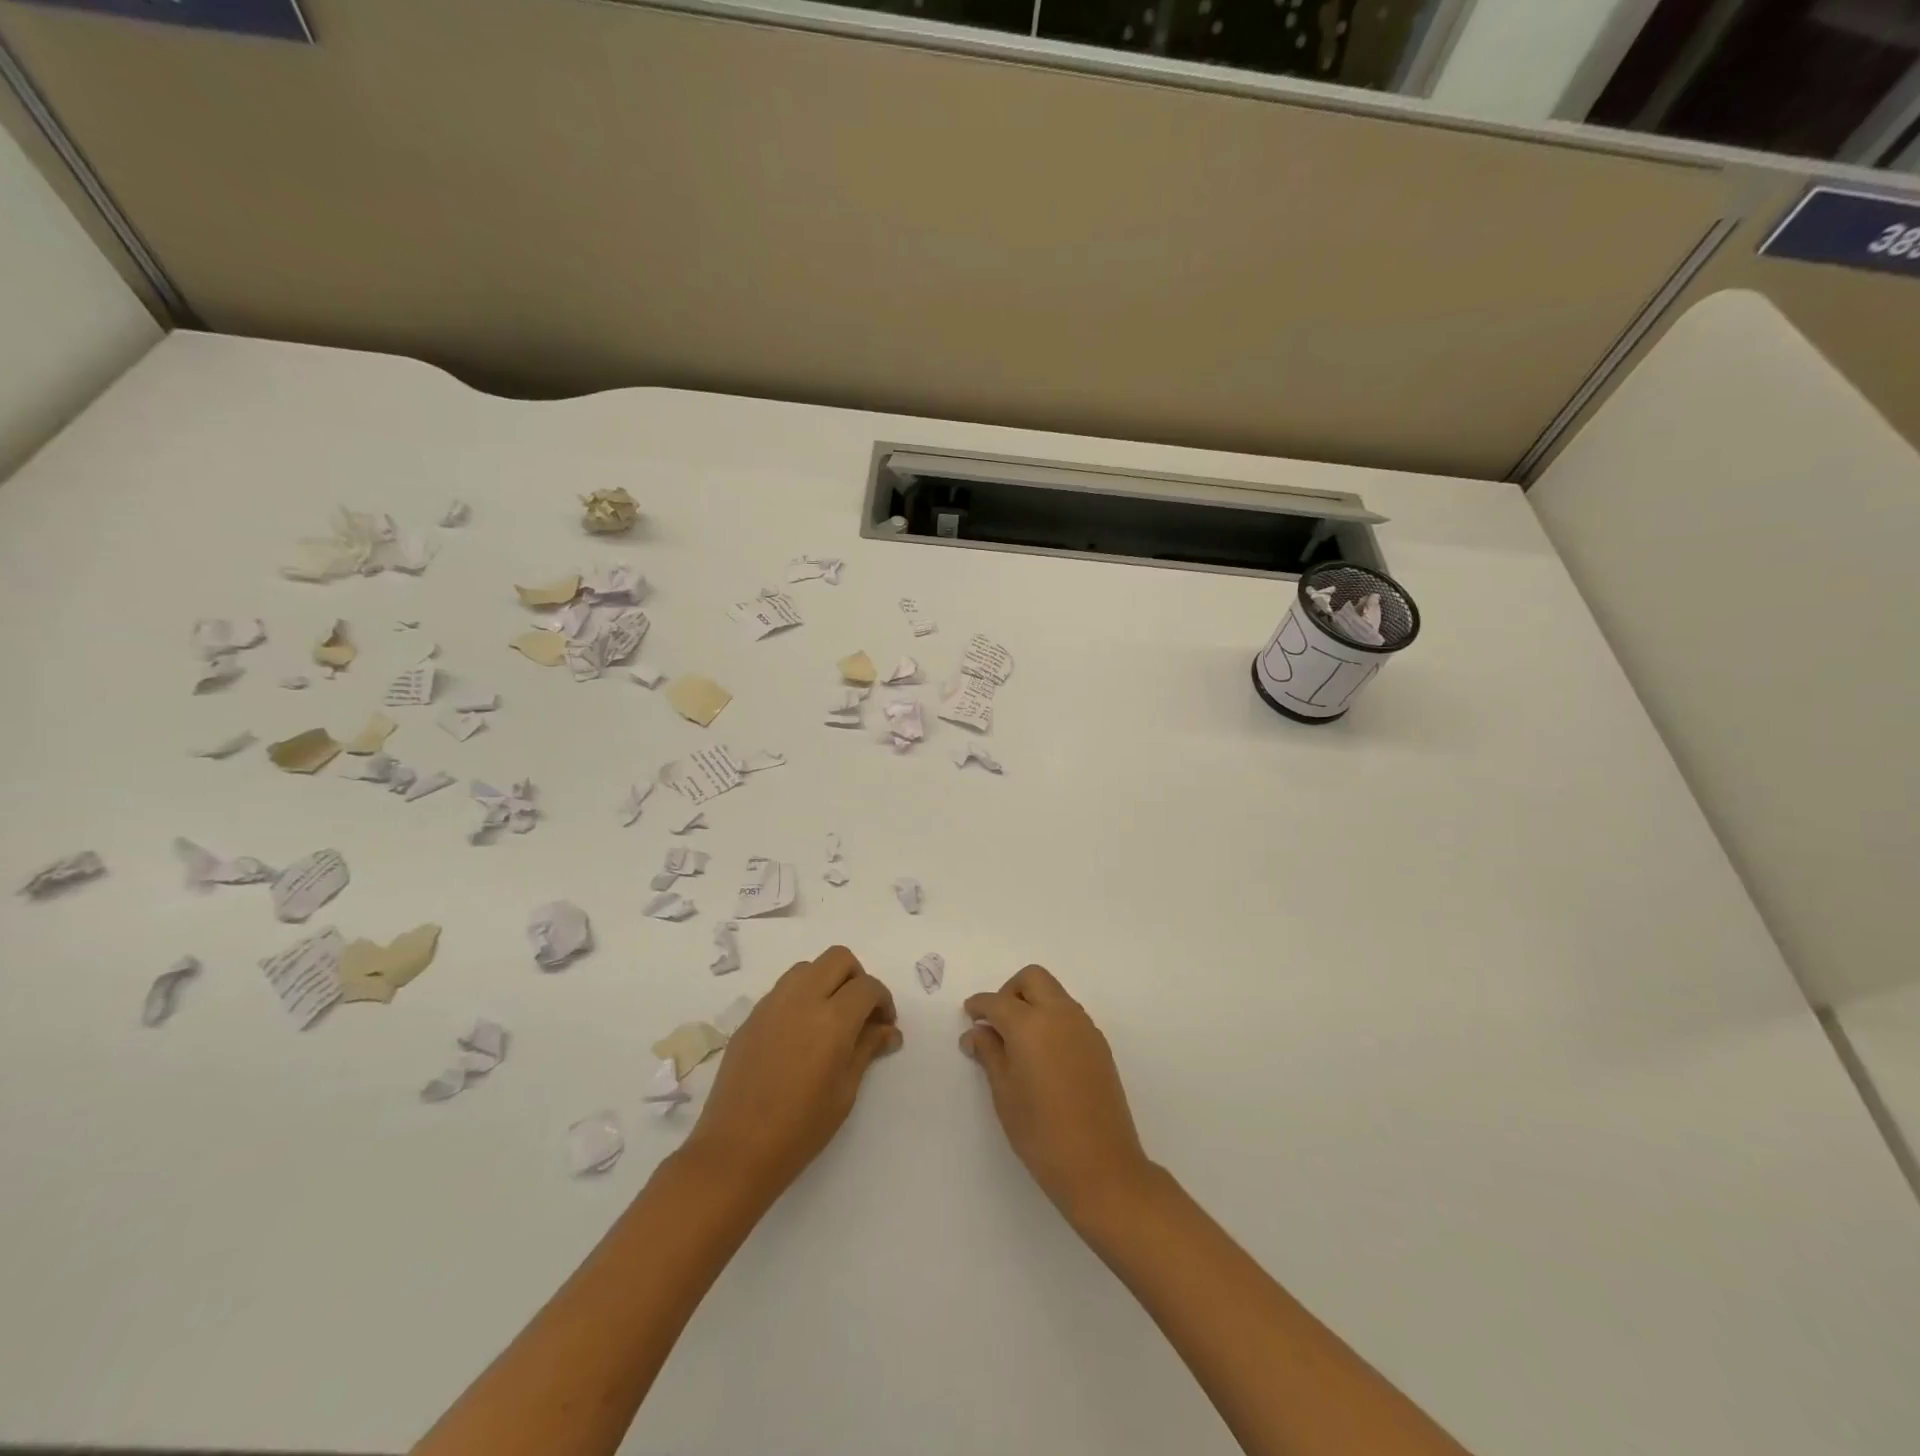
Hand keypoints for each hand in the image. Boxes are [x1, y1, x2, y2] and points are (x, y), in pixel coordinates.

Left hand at [683, 945, 901, 1203]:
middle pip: (838, 958)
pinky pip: (784, 989)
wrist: (735, 1151)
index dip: (883, 1001)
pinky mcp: (751, 1017)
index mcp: (832, 1018)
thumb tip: (888, 1030)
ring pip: (808, 967)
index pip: (867, 987)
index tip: (884, 1025)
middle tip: (860, 1013)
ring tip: (830, 1019)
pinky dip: (801, 997)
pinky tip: (801, 1034)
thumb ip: (867, 1049)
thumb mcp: (845, 1091)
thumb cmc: (800, 1129)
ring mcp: (772, 1004)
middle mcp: (802, 999)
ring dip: (826, 981)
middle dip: (857, 978)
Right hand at [961, 965, 1154, 1224]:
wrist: (1102, 1167)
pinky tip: (1042, 1054)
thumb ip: (989, 1054)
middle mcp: (1060, 1014)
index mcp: (1030, 1024)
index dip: (979, 1006)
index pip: (997, 1001)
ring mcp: (1084, 1027)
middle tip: (996, 1022)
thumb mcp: (1004, 1094)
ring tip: (1018, 1041)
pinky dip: (1051, 1019)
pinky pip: (1069, 1014)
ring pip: (1054, 993)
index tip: (970, 1015)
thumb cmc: (1041, 1133)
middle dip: (1010, 991)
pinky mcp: (1099, 1044)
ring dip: (1033, 1003)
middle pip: (1032, 979)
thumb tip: (976, 1033)